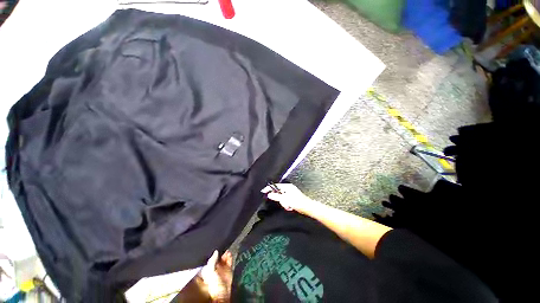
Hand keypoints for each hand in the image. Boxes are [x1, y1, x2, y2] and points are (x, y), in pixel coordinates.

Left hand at [200, 250, 232, 301]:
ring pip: (224, 258)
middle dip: (221, 252)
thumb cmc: (212, 283)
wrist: (221, 293)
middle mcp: (215, 268)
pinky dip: (230, 257)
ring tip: (227, 250)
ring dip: (226, 254)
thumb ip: (212, 261)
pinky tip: (230, 253)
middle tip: (223, 247)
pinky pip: (230, 261)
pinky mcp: (228, 270)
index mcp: (208, 269)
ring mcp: (222, 269)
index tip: (217, 247)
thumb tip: (216, 251)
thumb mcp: (210, 271)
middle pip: (219, 257)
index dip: (214, 253)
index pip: (211, 259)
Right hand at [261, 183, 317, 214]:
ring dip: (284, 203)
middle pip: (278, 192)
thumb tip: (269, 194)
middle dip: (279, 199)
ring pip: (282, 198)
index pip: (275, 185)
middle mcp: (289, 188)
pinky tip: (290, 207)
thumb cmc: (298, 202)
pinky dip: (287, 204)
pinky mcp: (293, 198)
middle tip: (283, 203)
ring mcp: (291, 193)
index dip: (269, 188)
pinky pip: (285, 201)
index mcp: (287, 186)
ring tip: (288, 206)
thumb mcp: (285, 199)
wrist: (308, 208)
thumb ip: (276, 196)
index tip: (263, 191)